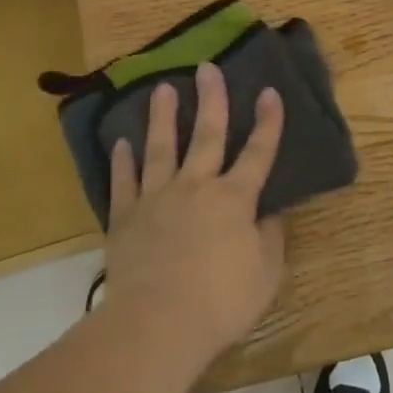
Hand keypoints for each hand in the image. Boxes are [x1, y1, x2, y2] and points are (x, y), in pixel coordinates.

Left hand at [102, 62, 286, 363]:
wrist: (157, 324)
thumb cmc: (221, 301)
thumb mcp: (266, 272)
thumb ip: (270, 237)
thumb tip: (269, 212)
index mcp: (234, 199)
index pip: (258, 153)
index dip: (268, 123)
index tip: (270, 92)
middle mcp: (196, 187)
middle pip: (207, 135)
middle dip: (211, 100)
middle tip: (207, 68)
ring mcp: (157, 199)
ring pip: (161, 148)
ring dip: (163, 117)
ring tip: (162, 89)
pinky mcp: (126, 218)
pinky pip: (124, 182)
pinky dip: (123, 161)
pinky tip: (122, 143)